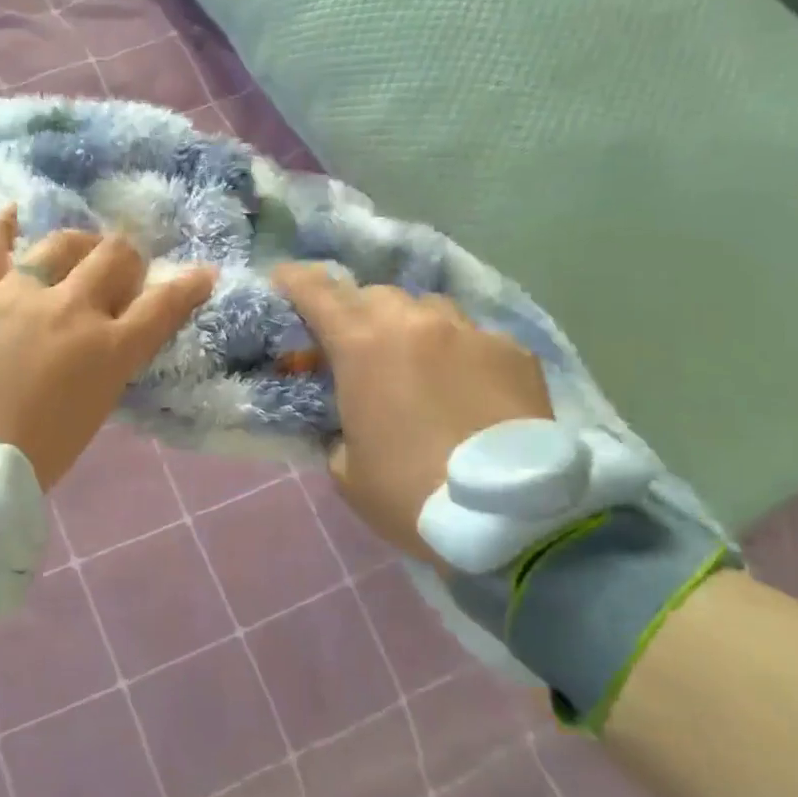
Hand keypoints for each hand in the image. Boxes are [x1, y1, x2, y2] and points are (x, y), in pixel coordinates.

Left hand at [0, 207, 216, 487]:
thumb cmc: (28, 460)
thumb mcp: (90, 415)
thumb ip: (104, 368)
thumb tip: (103, 340)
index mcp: (107, 351)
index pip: (162, 305)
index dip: (188, 286)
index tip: (201, 272)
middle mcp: (70, 309)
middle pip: (115, 257)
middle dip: (126, 259)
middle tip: (117, 272)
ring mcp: (17, 291)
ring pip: (62, 243)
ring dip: (78, 246)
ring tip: (73, 253)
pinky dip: (4, 226)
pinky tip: (12, 216)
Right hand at [274, 264, 554, 565]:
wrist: (510, 518)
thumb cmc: (409, 494)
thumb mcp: (346, 468)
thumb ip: (337, 425)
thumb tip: (348, 415)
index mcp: (361, 346)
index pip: (317, 292)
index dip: (295, 280)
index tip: (283, 278)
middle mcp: (414, 323)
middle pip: (374, 295)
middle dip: (358, 313)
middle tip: (358, 346)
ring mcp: (469, 331)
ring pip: (428, 308)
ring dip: (411, 326)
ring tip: (418, 361)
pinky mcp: (514, 350)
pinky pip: (475, 336)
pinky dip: (460, 352)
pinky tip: (469, 386)